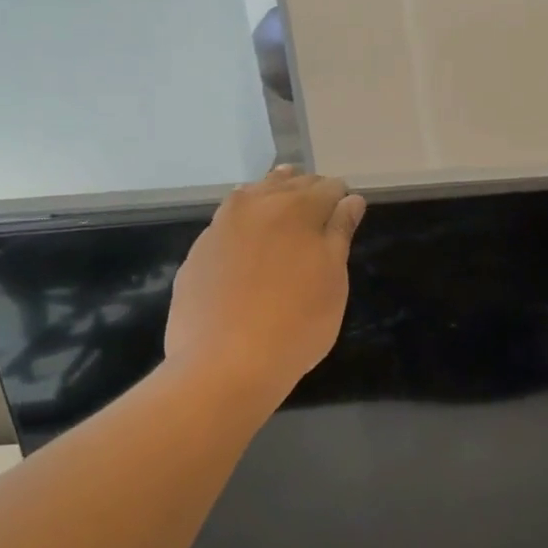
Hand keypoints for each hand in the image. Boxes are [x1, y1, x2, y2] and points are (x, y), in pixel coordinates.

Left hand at [162, 166, 365, 397]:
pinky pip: (228, 223)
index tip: (346, 219)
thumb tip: (350, 200)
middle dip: (308, 194)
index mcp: (297, 207)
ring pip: (253, 195)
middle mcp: (255, 204)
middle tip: (320, 220)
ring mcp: (220, 226)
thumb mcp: (333, 279)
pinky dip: (245, 225)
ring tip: (286, 222)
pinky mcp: (197, 252)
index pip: (329, 187)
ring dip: (273, 200)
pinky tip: (250, 249)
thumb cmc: (296, 323)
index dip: (341, 200)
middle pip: (289, 183)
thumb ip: (340, 233)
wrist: (223, 364)